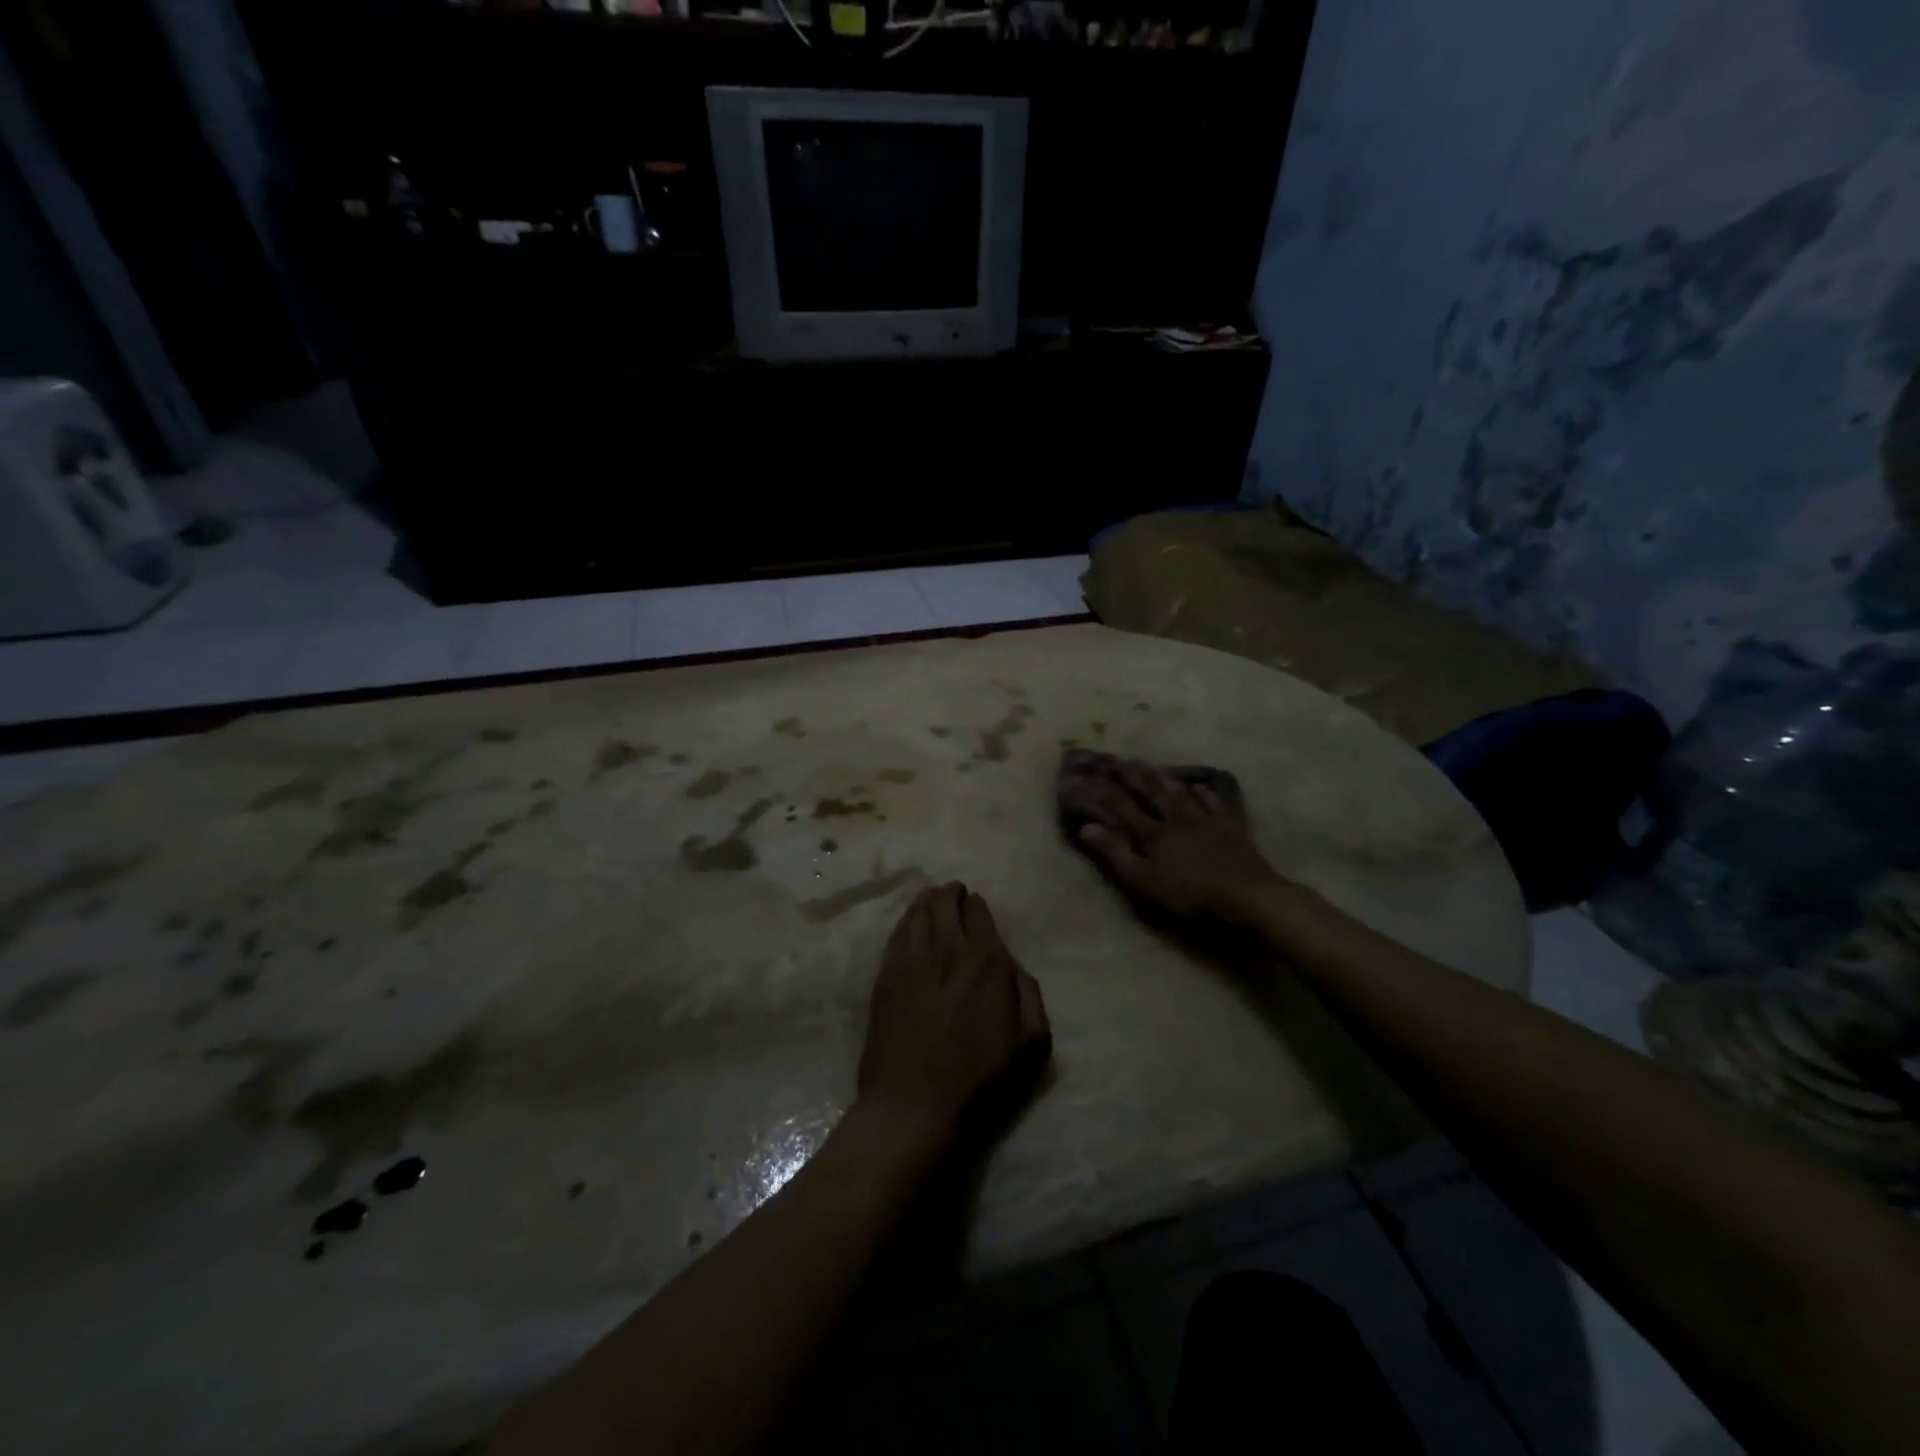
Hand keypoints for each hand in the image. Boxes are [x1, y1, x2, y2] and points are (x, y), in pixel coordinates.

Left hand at [857, 883, 1050, 1142]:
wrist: (913, 1106)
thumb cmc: (979, 1081)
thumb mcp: (1030, 1044)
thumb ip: (1029, 995)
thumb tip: (1014, 968)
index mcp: (986, 961)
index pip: (979, 912)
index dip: (978, 906)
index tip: (976, 907)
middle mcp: (948, 949)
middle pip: (945, 902)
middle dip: (951, 893)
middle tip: (953, 894)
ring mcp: (911, 960)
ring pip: (918, 911)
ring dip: (927, 900)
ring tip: (931, 898)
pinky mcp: (885, 975)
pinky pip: (896, 933)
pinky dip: (906, 920)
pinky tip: (909, 923)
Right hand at [1068, 759, 1285, 921]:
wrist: (1246, 895)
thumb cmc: (1189, 894)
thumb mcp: (1144, 881)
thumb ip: (1115, 854)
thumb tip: (1086, 827)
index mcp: (1152, 833)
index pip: (1120, 807)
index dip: (1100, 792)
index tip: (1083, 778)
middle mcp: (1175, 818)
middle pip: (1151, 791)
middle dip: (1132, 775)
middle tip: (1119, 759)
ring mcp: (1204, 819)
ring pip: (1179, 791)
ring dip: (1163, 777)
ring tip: (1152, 765)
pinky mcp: (1228, 826)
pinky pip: (1212, 802)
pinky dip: (1202, 792)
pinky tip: (1198, 786)